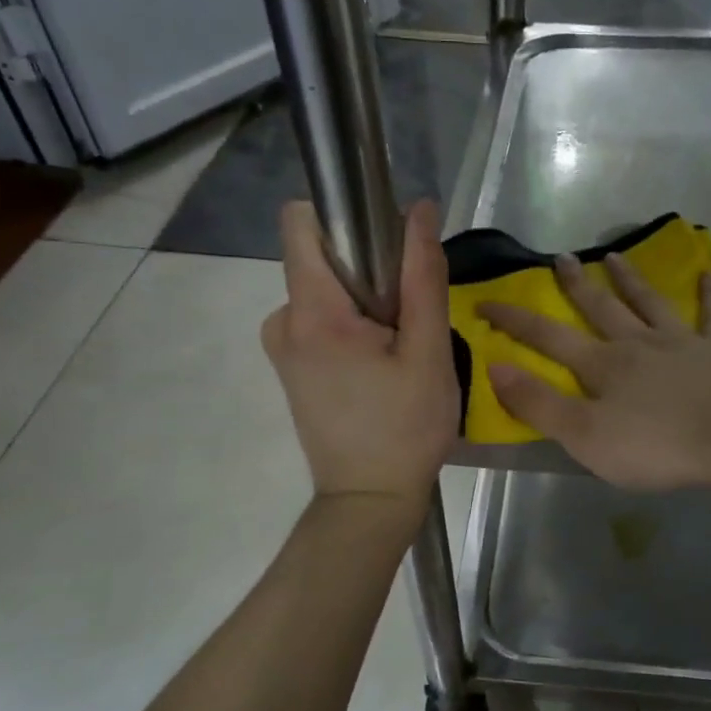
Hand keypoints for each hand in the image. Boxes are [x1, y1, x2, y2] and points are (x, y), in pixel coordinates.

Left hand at [262, 199, 458, 507]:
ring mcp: (282, 346)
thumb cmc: (405, 429)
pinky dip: (352, 328)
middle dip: (367, 271)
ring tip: (398, 351)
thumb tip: (420, 209)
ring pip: (326, 291)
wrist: (369, 500)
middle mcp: (282, 320)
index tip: (388, 246)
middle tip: (407, 320)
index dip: (345, 217)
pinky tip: (379, 367)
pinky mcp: (291, 368)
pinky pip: (321, 321)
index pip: (301, 221)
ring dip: (365, 304)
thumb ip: (423, 278)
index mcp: (311, 311)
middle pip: (320, 258)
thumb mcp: (428, 353)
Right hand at [476, 252, 710, 491]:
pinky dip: (710, 295)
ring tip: (614, 255)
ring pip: (650, 303)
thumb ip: (539, 404)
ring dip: (630, 280)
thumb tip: (495, 367)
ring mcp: (682, 344)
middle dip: (575, 285)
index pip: (548, 337)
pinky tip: (709, 275)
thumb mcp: (584, 436)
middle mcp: (638, 344)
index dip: (515, 320)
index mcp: (603, 366)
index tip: (487, 301)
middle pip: (600, 309)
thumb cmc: (656, 446)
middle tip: (560, 257)